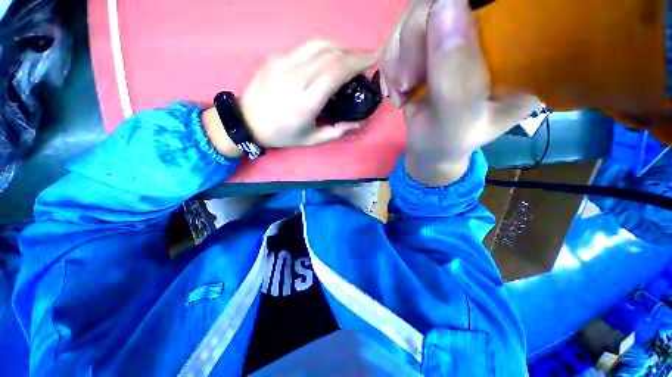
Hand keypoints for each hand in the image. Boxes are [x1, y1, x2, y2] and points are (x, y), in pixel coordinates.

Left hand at [203, 40, 375, 157]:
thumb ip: (336, 132)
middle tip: (364, 61)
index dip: (359, 62)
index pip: (337, 72)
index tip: (374, 60)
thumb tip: (357, 123)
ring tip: (348, 59)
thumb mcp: (311, 140)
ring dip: (340, 48)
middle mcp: (297, 78)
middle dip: (354, 54)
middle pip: (332, 54)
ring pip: (319, 44)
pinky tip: (327, 58)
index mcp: (307, 101)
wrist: (247, 122)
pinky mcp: (276, 57)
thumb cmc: (282, 135)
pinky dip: (323, 49)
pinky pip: (305, 47)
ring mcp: (284, 64)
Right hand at [380, 0, 537, 185]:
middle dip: (414, 42)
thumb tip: (445, 3)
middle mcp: (494, 29)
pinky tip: (396, 88)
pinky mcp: (431, 40)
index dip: (463, 10)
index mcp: (523, 47)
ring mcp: (458, 31)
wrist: (429, 146)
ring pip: (417, 11)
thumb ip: (455, 75)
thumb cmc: (449, 141)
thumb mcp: (457, 118)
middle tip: (406, 82)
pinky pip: (400, 32)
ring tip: (401, 91)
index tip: (434, 52)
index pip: (502, 2)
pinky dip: (390, 63)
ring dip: (398, 58)